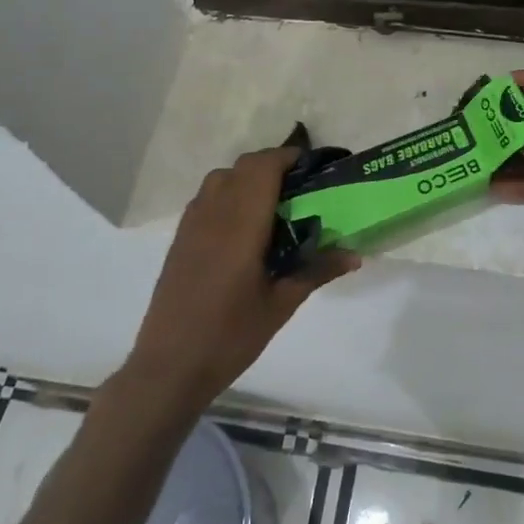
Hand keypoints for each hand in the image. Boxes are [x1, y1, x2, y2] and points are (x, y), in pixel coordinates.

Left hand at [127, 147, 357, 410]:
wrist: (169, 366)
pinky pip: (206, 197)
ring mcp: (191, 224)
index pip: (263, 168)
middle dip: (273, 165)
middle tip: (300, 187)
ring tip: (273, 203)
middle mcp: (213, 214)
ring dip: (248, 177)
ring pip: (221, 177)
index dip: (288, 157)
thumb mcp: (281, 305)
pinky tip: (243, 226)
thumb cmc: (230, 336)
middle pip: (243, 166)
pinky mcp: (180, 238)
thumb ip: (316, 271)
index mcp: (241, 225)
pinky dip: (229, 193)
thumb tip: (354, 255)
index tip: (313, 166)